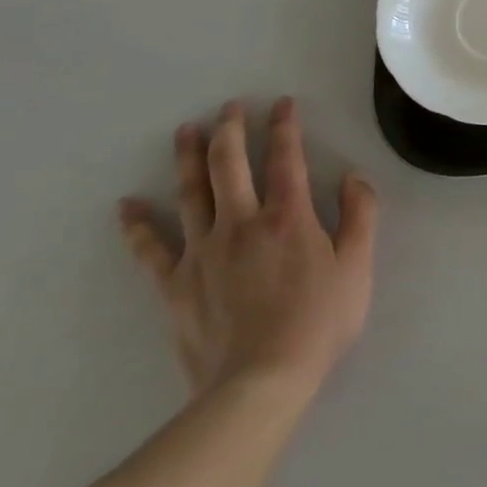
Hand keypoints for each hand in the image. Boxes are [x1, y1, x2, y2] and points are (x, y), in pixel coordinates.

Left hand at [118, 98, 376, 398]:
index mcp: (289, 216)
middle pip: (229, 164)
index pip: (287, 157)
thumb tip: (353, 176)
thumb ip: (360, 215)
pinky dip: (138, 225)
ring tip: (184, 131)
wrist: (260, 382)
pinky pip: (151, 249)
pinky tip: (127, 205)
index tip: (282, 103)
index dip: (285, 126)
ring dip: (187, 158)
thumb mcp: (357, 266)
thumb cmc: (318, 322)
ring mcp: (203, 251)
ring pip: (190, 193)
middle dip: (230, 129)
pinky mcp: (175, 284)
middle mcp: (242, 222)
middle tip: (229, 107)